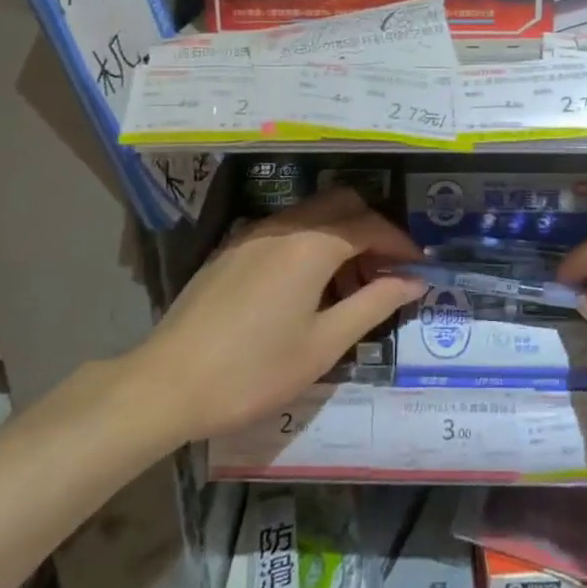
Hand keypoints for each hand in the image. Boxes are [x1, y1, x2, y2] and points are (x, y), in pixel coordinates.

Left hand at [137, 188, 425, 440]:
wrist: (167, 384)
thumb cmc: (254, 370)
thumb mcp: (324, 344)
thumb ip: (374, 304)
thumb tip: (413, 281)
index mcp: (312, 244)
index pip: (371, 225)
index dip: (401, 244)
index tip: (419, 269)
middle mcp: (284, 225)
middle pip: (342, 203)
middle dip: (372, 229)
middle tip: (385, 272)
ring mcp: (253, 233)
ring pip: (312, 214)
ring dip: (341, 236)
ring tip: (350, 286)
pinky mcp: (232, 249)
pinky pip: (285, 229)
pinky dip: (311, 243)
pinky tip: (307, 288)